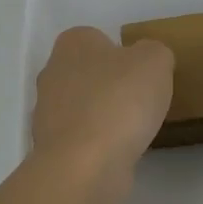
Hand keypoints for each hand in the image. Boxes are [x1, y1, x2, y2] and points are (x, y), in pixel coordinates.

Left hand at [31, 27, 174, 197]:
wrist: (85, 165)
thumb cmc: (119, 101)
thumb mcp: (155, 60)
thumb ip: (154, 52)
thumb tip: (147, 62)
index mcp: (72, 43)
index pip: (97, 38)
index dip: (122, 54)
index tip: (143, 73)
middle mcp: (52, 73)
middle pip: (88, 73)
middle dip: (112, 85)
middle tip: (142, 100)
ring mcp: (47, 113)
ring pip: (83, 107)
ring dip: (105, 116)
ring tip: (135, 130)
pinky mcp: (52, 148)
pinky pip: (82, 138)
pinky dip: (99, 144)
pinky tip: (120, 152)